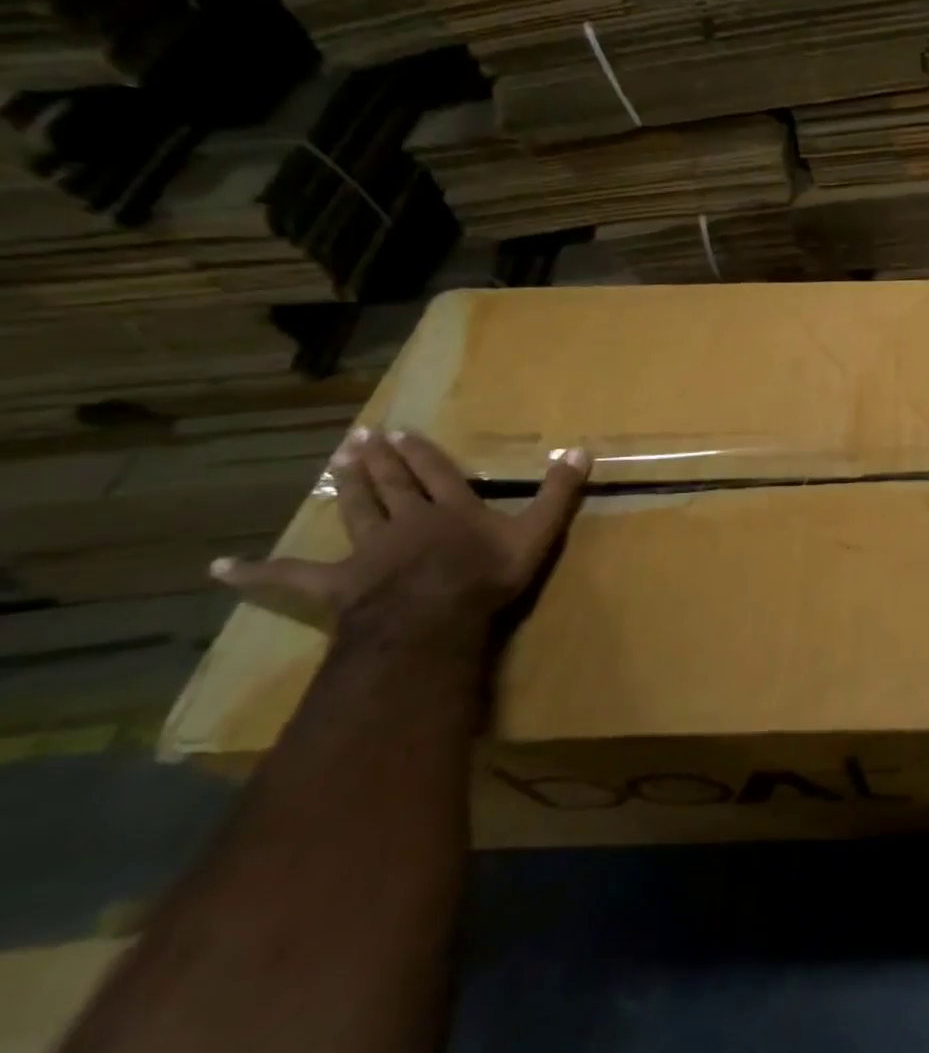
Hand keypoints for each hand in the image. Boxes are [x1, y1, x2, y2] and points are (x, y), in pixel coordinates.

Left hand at [210, 429, 590, 651]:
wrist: (433, 620)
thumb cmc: (488, 576)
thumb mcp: (537, 531)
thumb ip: (558, 492)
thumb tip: (581, 449)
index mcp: (451, 509)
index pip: (436, 473)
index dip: (423, 453)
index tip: (404, 432)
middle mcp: (408, 520)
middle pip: (391, 484)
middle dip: (379, 459)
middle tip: (363, 435)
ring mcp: (369, 550)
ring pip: (356, 510)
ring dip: (347, 485)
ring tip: (336, 459)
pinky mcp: (338, 583)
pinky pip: (293, 576)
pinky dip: (259, 571)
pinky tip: (222, 567)